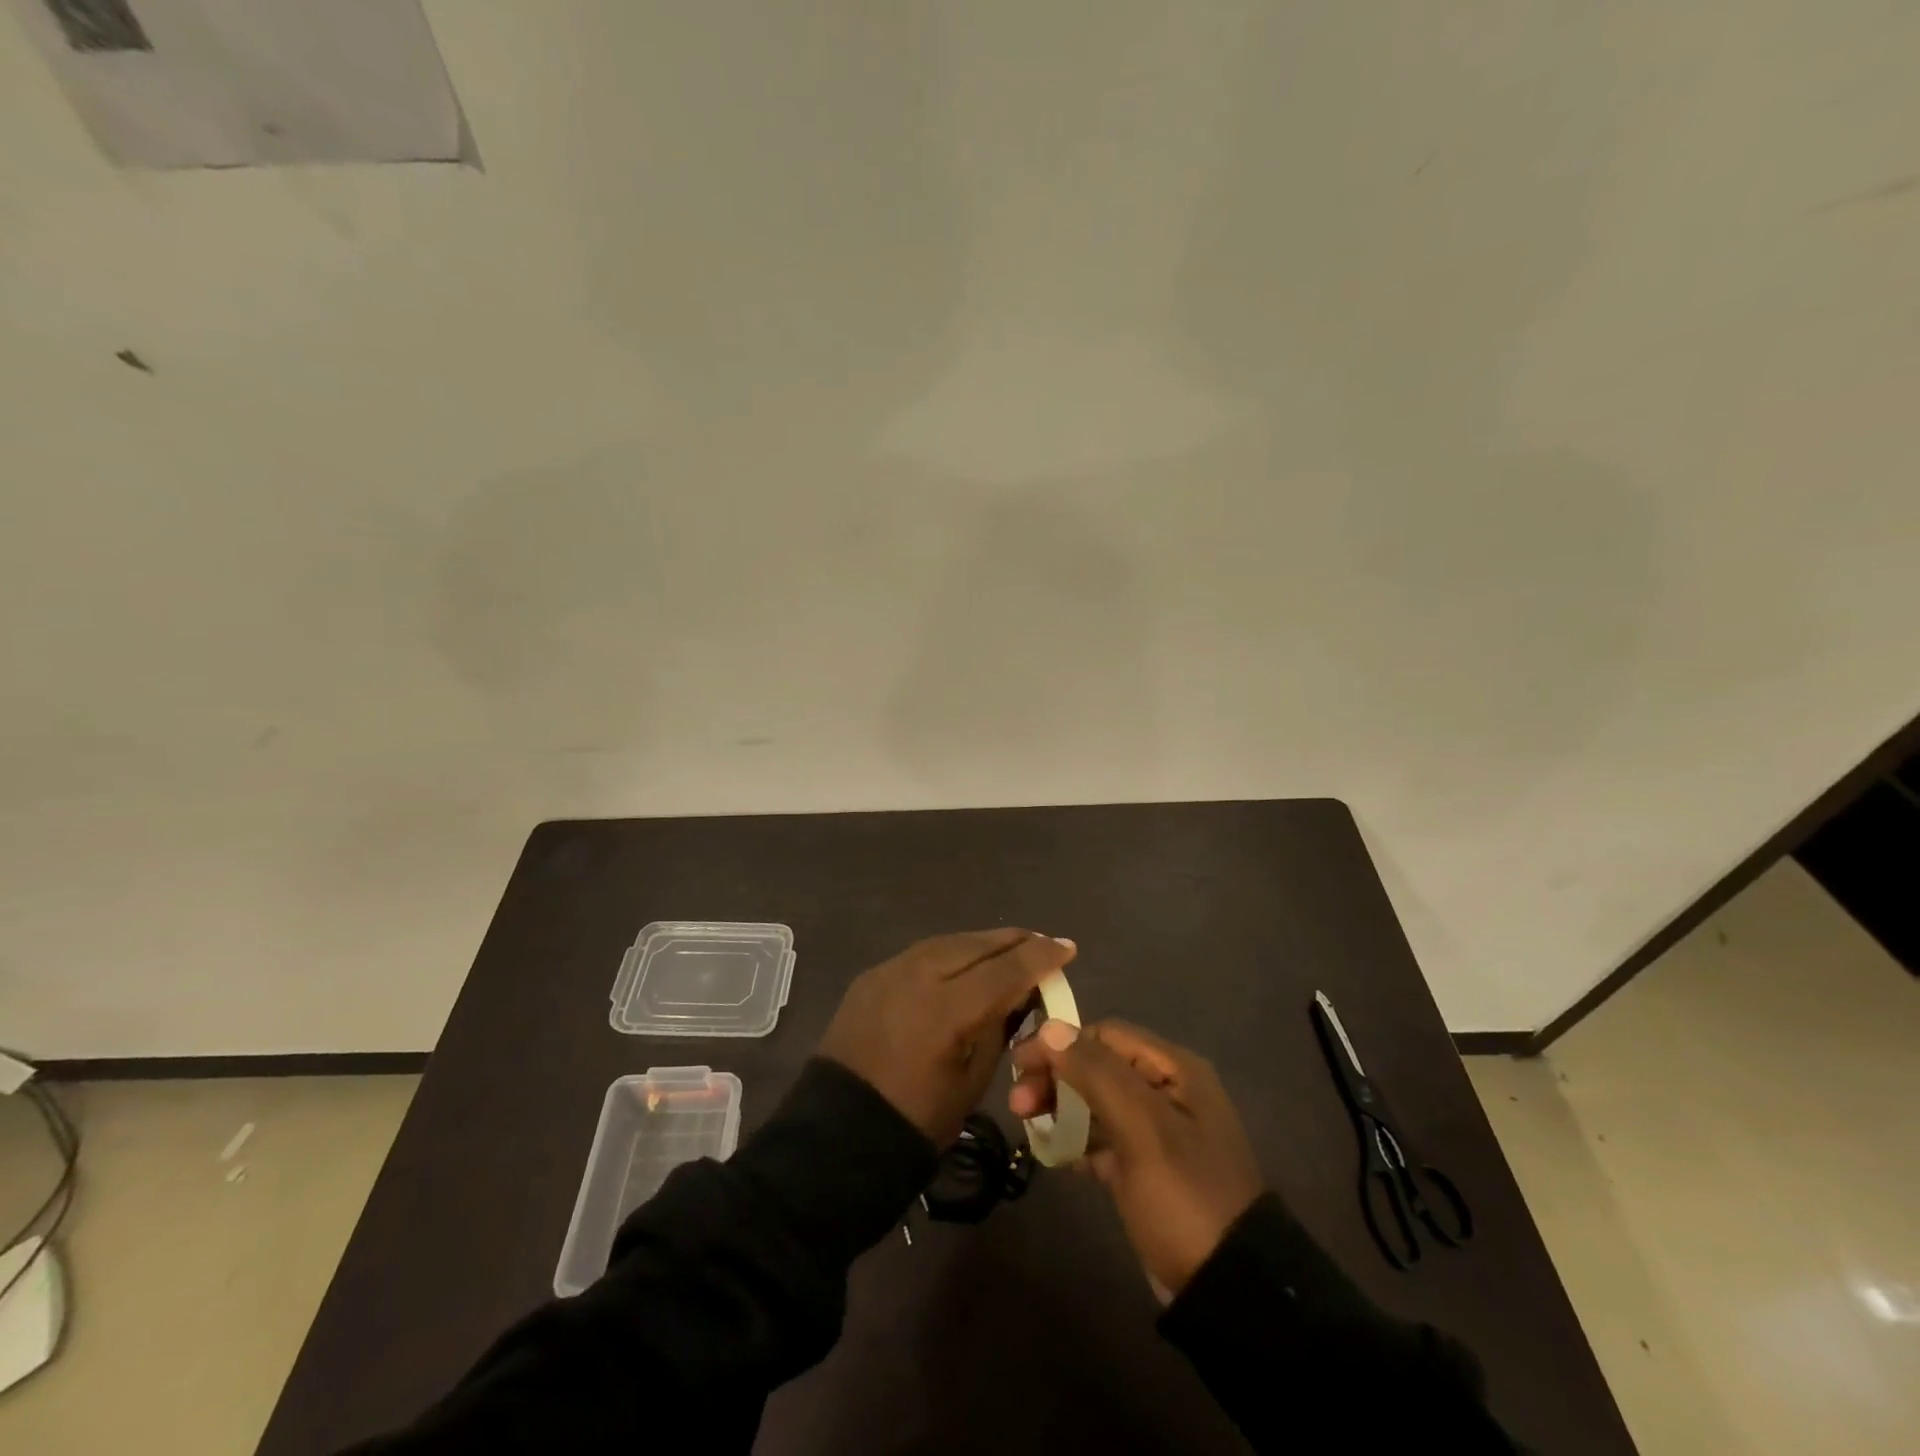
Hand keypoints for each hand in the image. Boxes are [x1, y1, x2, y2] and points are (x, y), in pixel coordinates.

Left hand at [819, 930, 1075, 1145]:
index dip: (1041, 957)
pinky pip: (922, 953)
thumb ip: (998, 1027)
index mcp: (947, 1010)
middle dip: (1015, 941)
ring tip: (1009, 946)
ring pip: (949, 942)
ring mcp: (890, 970)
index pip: (1006, 970)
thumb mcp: (972, 1079)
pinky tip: (965, 959)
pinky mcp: (872, 975)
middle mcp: (918, 976)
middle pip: (977, 945)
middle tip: (1043, 943)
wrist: (839, 1134)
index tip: (1067, 948)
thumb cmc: (917, 1120)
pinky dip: (951, 952)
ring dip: (983, 942)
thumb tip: (1020, 994)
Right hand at [1010, 1019, 1262, 1297]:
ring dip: (1061, 1107)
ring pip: (1097, 1102)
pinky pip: (1104, 1138)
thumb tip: (1050, 1027)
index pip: (1105, 1035)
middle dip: (1056, 1078)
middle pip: (1098, 1066)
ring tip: (1027, 1126)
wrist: (1229, 1290)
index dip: (1060, 1044)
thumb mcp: (1141, 1127)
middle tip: (1018, 1105)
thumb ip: (1096, 1073)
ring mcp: (1158, 1132)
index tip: (1019, 1065)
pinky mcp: (1147, 1169)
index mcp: (1174, 1070)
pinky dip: (1078, 1140)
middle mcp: (1167, 1091)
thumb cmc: (1184, 1195)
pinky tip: (1055, 1155)